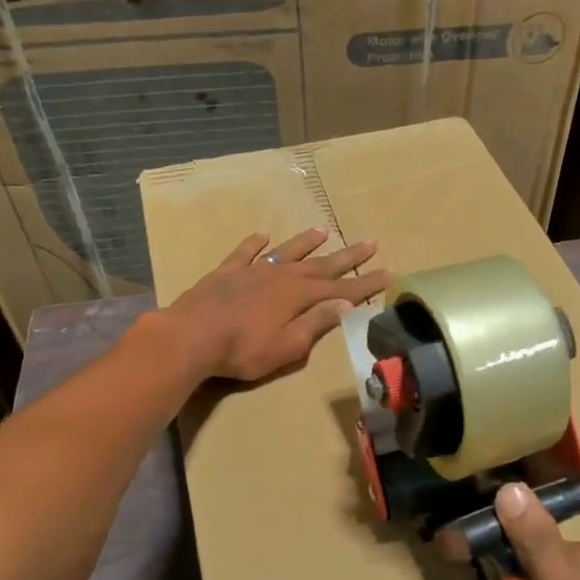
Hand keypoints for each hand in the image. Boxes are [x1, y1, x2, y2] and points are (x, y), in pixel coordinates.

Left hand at [161, 227, 390, 381]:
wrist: (190, 337)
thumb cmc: (243, 349)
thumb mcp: (288, 346)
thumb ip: (316, 323)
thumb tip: (344, 303)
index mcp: (299, 295)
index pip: (342, 288)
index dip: (366, 283)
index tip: (388, 272)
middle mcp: (281, 275)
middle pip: (321, 263)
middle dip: (347, 256)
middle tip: (370, 242)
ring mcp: (253, 270)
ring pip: (286, 251)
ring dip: (306, 241)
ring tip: (324, 229)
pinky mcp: (227, 272)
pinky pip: (245, 252)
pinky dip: (255, 244)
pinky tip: (262, 235)